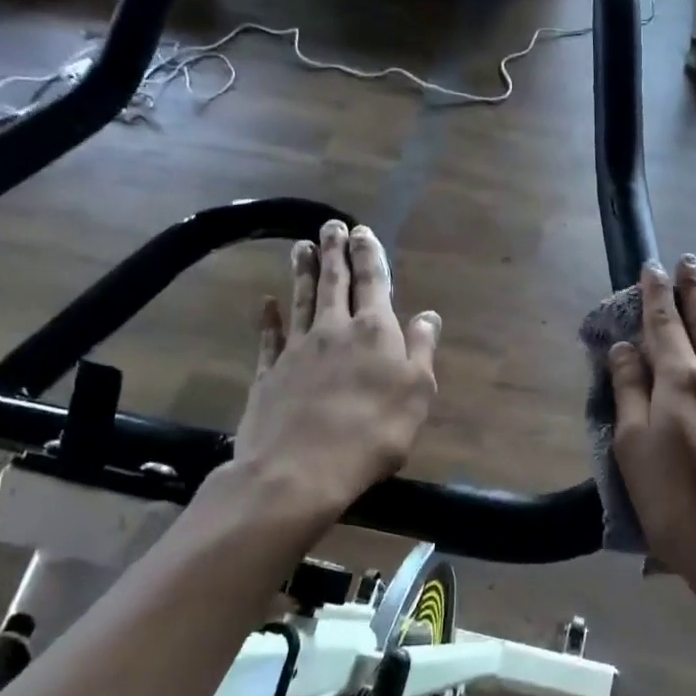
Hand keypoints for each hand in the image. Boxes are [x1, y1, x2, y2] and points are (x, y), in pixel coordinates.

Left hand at [218, 220, 440, 529]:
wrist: (299, 470)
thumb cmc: (372, 434)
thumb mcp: (416, 394)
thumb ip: (421, 350)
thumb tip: (429, 314)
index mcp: (374, 332)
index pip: (373, 282)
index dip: (369, 255)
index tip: (363, 231)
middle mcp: (334, 330)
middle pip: (334, 283)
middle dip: (335, 252)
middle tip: (331, 225)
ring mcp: (297, 349)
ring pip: (301, 300)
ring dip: (303, 272)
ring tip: (301, 247)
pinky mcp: (269, 372)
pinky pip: (269, 336)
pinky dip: (268, 316)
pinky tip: (266, 302)